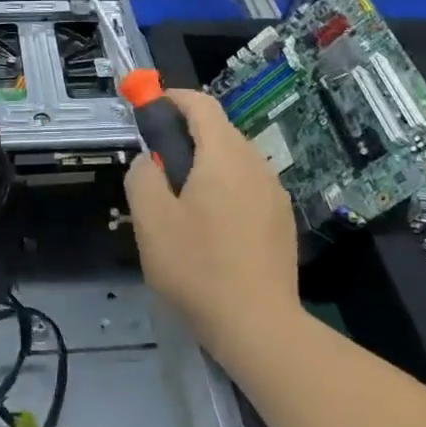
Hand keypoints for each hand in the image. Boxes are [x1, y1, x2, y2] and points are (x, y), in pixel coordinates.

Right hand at [124, 88, 297, 354]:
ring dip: (206, 164)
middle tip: (157, 166)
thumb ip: (143, 176)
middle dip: (186, 136)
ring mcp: (274, 193)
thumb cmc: (199, 268)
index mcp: (223, 155)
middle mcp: (255, 163)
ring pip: (234, 160)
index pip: (200, 104)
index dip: (172, 98)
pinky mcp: (282, 220)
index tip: (148, 106)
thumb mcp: (151, 221)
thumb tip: (150, 160)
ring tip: (181, 202)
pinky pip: (248, 186)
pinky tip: (212, 228)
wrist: (260, 327)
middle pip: (218, 131)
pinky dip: (225, 188)